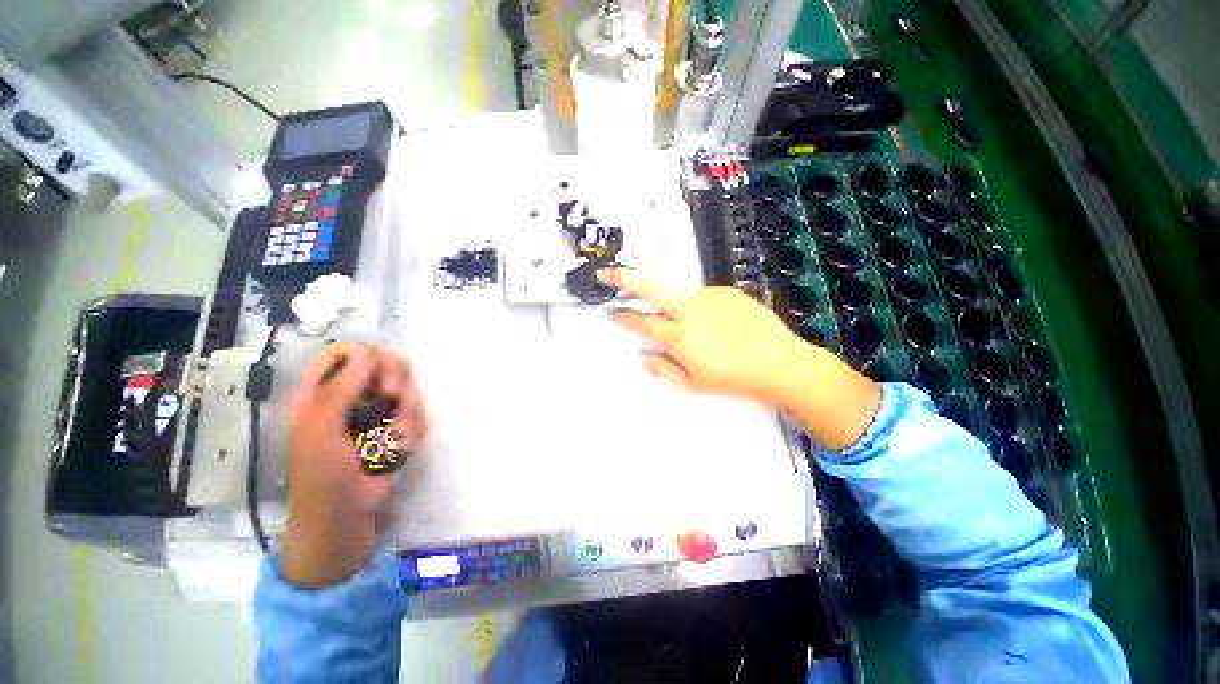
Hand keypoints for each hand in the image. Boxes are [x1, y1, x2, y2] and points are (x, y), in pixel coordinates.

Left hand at [281, 343, 427, 587]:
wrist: (347, 518)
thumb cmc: (321, 475)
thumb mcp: (320, 429)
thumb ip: (340, 389)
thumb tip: (370, 352)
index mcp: (321, 393)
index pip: (343, 353)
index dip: (363, 354)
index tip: (376, 368)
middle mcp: (354, 397)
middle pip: (383, 365)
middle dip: (394, 379)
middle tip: (393, 397)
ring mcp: (379, 413)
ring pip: (406, 390)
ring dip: (405, 412)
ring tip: (392, 439)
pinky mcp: (400, 429)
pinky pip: (417, 415)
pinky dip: (412, 431)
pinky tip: (399, 451)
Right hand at [599, 269, 879, 449]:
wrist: (779, 363)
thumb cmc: (732, 380)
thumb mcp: (692, 385)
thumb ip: (661, 369)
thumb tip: (642, 354)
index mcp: (678, 337)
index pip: (642, 322)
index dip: (624, 317)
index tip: (613, 313)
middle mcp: (689, 311)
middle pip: (650, 288)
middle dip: (624, 278)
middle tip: (606, 273)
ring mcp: (708, 297)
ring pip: (671, 284)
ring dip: (652, 283)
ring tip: (640, 285)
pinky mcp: (725, 290)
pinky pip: (697, 291)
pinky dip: (686, 297)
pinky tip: (694, 312)